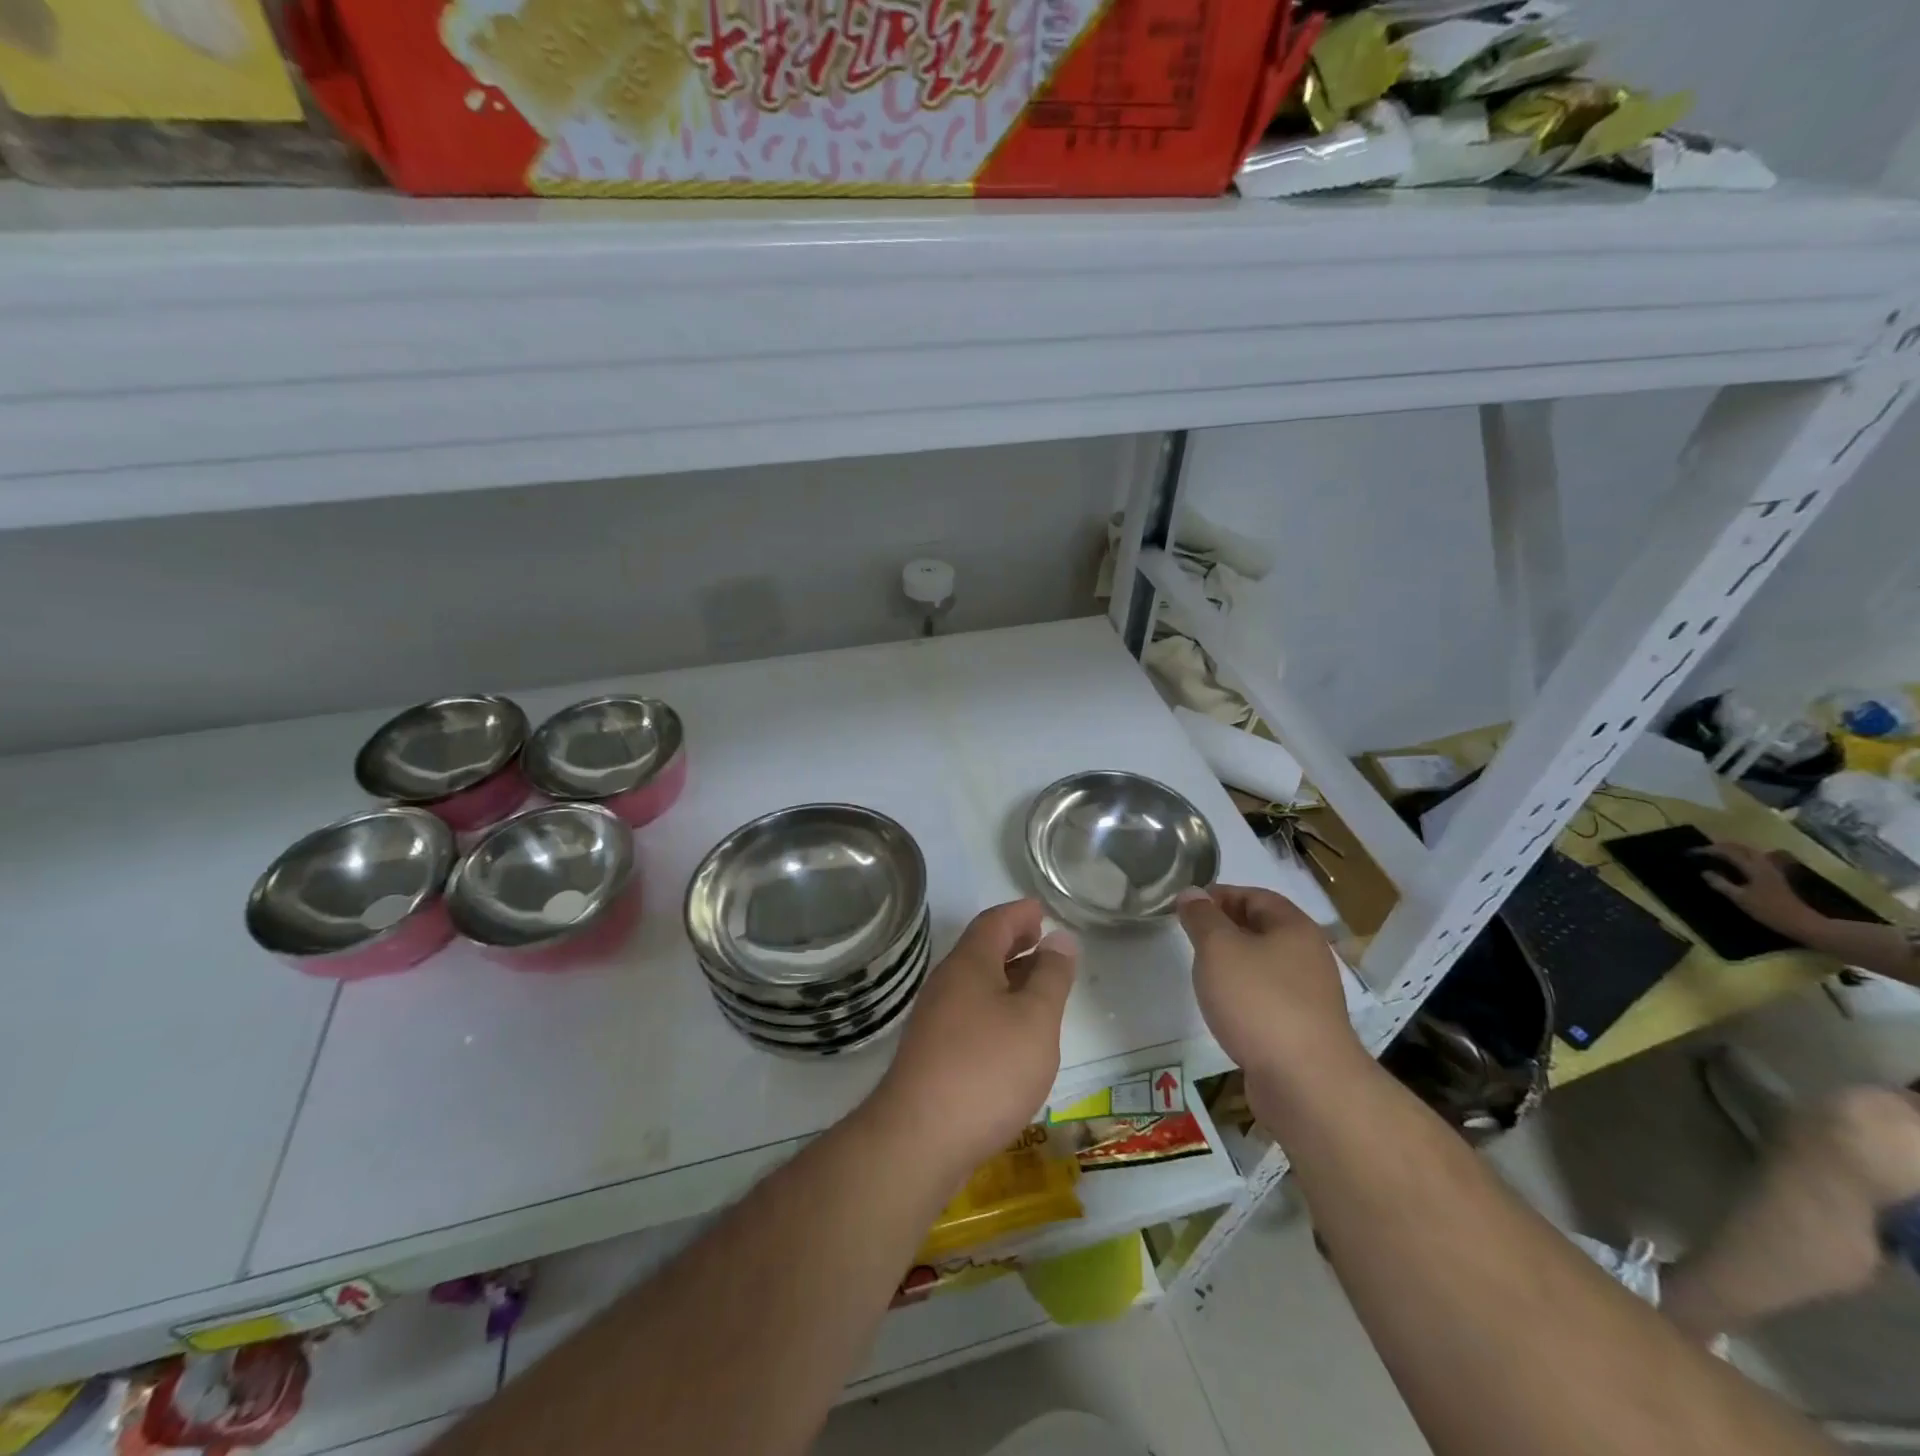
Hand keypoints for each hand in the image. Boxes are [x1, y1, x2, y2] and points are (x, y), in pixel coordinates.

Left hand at [868, 899, 1076, 1182]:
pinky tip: (1011, 1032)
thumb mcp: (1035, 1020)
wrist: (919, 1139)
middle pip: (980, 950)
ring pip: (975, 983)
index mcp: (969, 965)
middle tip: (1040, 938)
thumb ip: (1051, 977)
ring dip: (1005, 975)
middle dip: (1012, 941)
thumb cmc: (986, 1069)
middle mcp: (946, 984)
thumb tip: (1060, 939)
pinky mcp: (932, 1053)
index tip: (1041, 909)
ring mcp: (934, 1020)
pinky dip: (995, 1006)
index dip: (1019, 913)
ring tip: (1035, 983)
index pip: (994, 922)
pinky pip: (969, 1012)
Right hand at [1176, 885, 1367, 1092]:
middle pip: (1262, 929)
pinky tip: (1225, 1009)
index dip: (1221, 895)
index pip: (1256, 896)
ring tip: (1203, 972)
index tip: (1188, 906)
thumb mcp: (1218, 949)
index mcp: (1294, 927)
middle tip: (1190, 937)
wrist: (1306, 1083)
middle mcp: (1308, 956)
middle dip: (1225, 928)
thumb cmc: (1259, 1002)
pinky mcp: (1303, 1029)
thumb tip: (1192, 894)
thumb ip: (1202, 918)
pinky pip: (1268, 998)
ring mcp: (1310, 995)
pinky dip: (1245, 995)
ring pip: (1265, 965)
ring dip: (1234, 964)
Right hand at [1697, 841, 1823, 940]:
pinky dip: (1741, 857)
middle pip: (1740, 847)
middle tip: (1702, 851)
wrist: (1802, 922)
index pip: (1728, 851)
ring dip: (1731, 850)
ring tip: (1716, 855)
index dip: (1708, 850)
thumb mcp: (1740, 898)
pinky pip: (1754, 859)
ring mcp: (1771, 869)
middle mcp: (1763, 863)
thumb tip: (1705, 872)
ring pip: (1748, 852)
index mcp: (1753, 867)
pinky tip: (1735, 864)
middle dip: (1720, 846)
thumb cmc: (1769, 910)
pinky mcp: (1775, 875)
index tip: (1691, 853)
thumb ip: (1721, 884)